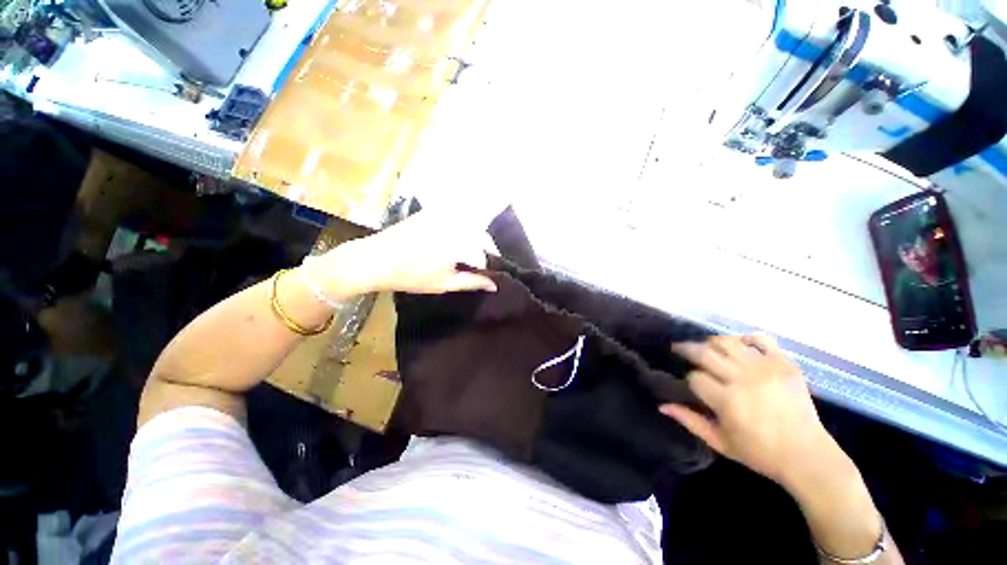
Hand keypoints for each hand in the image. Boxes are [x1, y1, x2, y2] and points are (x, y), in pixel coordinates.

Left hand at [313, 211, 497, 295]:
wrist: (374, 259)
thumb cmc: (410, 276)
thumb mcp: (444, 284)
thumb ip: (472, 282)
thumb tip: (494, 285)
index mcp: (457, 244)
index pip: (484, 253)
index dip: (489, 264)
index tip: (488, 272)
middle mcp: (452, 225)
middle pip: (480, 235)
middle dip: (485, 248)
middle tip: (480, 263)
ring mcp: (441, 216)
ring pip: (469, 225)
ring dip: (474, 237)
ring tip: (469, 252)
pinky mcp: (431, 211)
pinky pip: (454, 217)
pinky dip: (460, 227)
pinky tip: (454, 239)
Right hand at [660, 333, 836, 485]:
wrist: (808, 456)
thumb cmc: (760, 453)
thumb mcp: (719, 442)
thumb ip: (689, 421)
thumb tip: (661, 405)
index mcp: (727, 401)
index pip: (694, 376)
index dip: (689, 379)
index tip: (692, 384)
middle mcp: (743, 379)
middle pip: (704, 352)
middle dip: (687, 349)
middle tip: (679, 349)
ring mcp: (765, 368)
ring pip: (727, 341)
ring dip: (712, 342)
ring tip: (707, 348)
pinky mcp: (784, 364)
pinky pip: (760, 339)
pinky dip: (745, 338)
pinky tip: (738, 345)